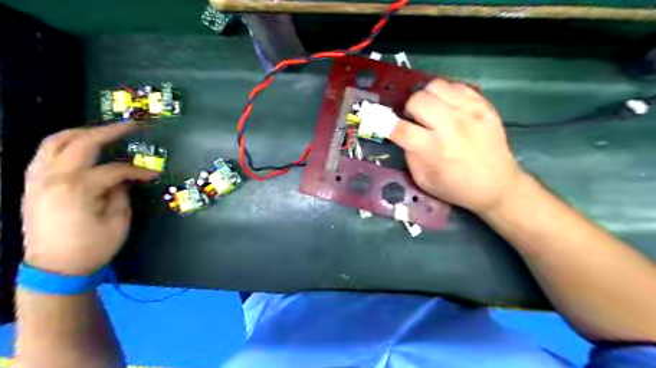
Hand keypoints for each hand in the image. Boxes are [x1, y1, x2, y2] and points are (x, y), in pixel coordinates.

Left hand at [22, 122, 157, 274]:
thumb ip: (122, 194)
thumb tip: (125, 179)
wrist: (54, 269)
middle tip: (132, 126)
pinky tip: (78, 147)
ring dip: (82, 132)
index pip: (115, 169)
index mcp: (79, 189)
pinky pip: (44, 154)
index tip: (154, 175)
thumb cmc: (92, 247)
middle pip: (82, 143)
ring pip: (55, 142)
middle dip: (109, 131)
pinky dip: (63, 144)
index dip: (138, 170)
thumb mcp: (118, 222)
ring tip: (104, 132)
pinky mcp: (32, 185)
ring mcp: (38, 179)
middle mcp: (54, 177)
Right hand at [388, 79, 523, 213]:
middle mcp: (450, 127)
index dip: (387, 125)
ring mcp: (469, 112)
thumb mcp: (423, 180)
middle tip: (415, 120)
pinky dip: (446, 94)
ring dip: (427, 98)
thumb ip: (409, 155)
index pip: (400, 128)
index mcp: (433, 150)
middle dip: (409, 109)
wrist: (497, 185)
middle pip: (417, 100)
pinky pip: (457, 86)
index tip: (385, 125)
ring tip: (432, 111)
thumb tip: (403, 133)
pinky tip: (448, 108)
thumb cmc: (456, 187)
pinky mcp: (483, 106)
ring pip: (436, 86)